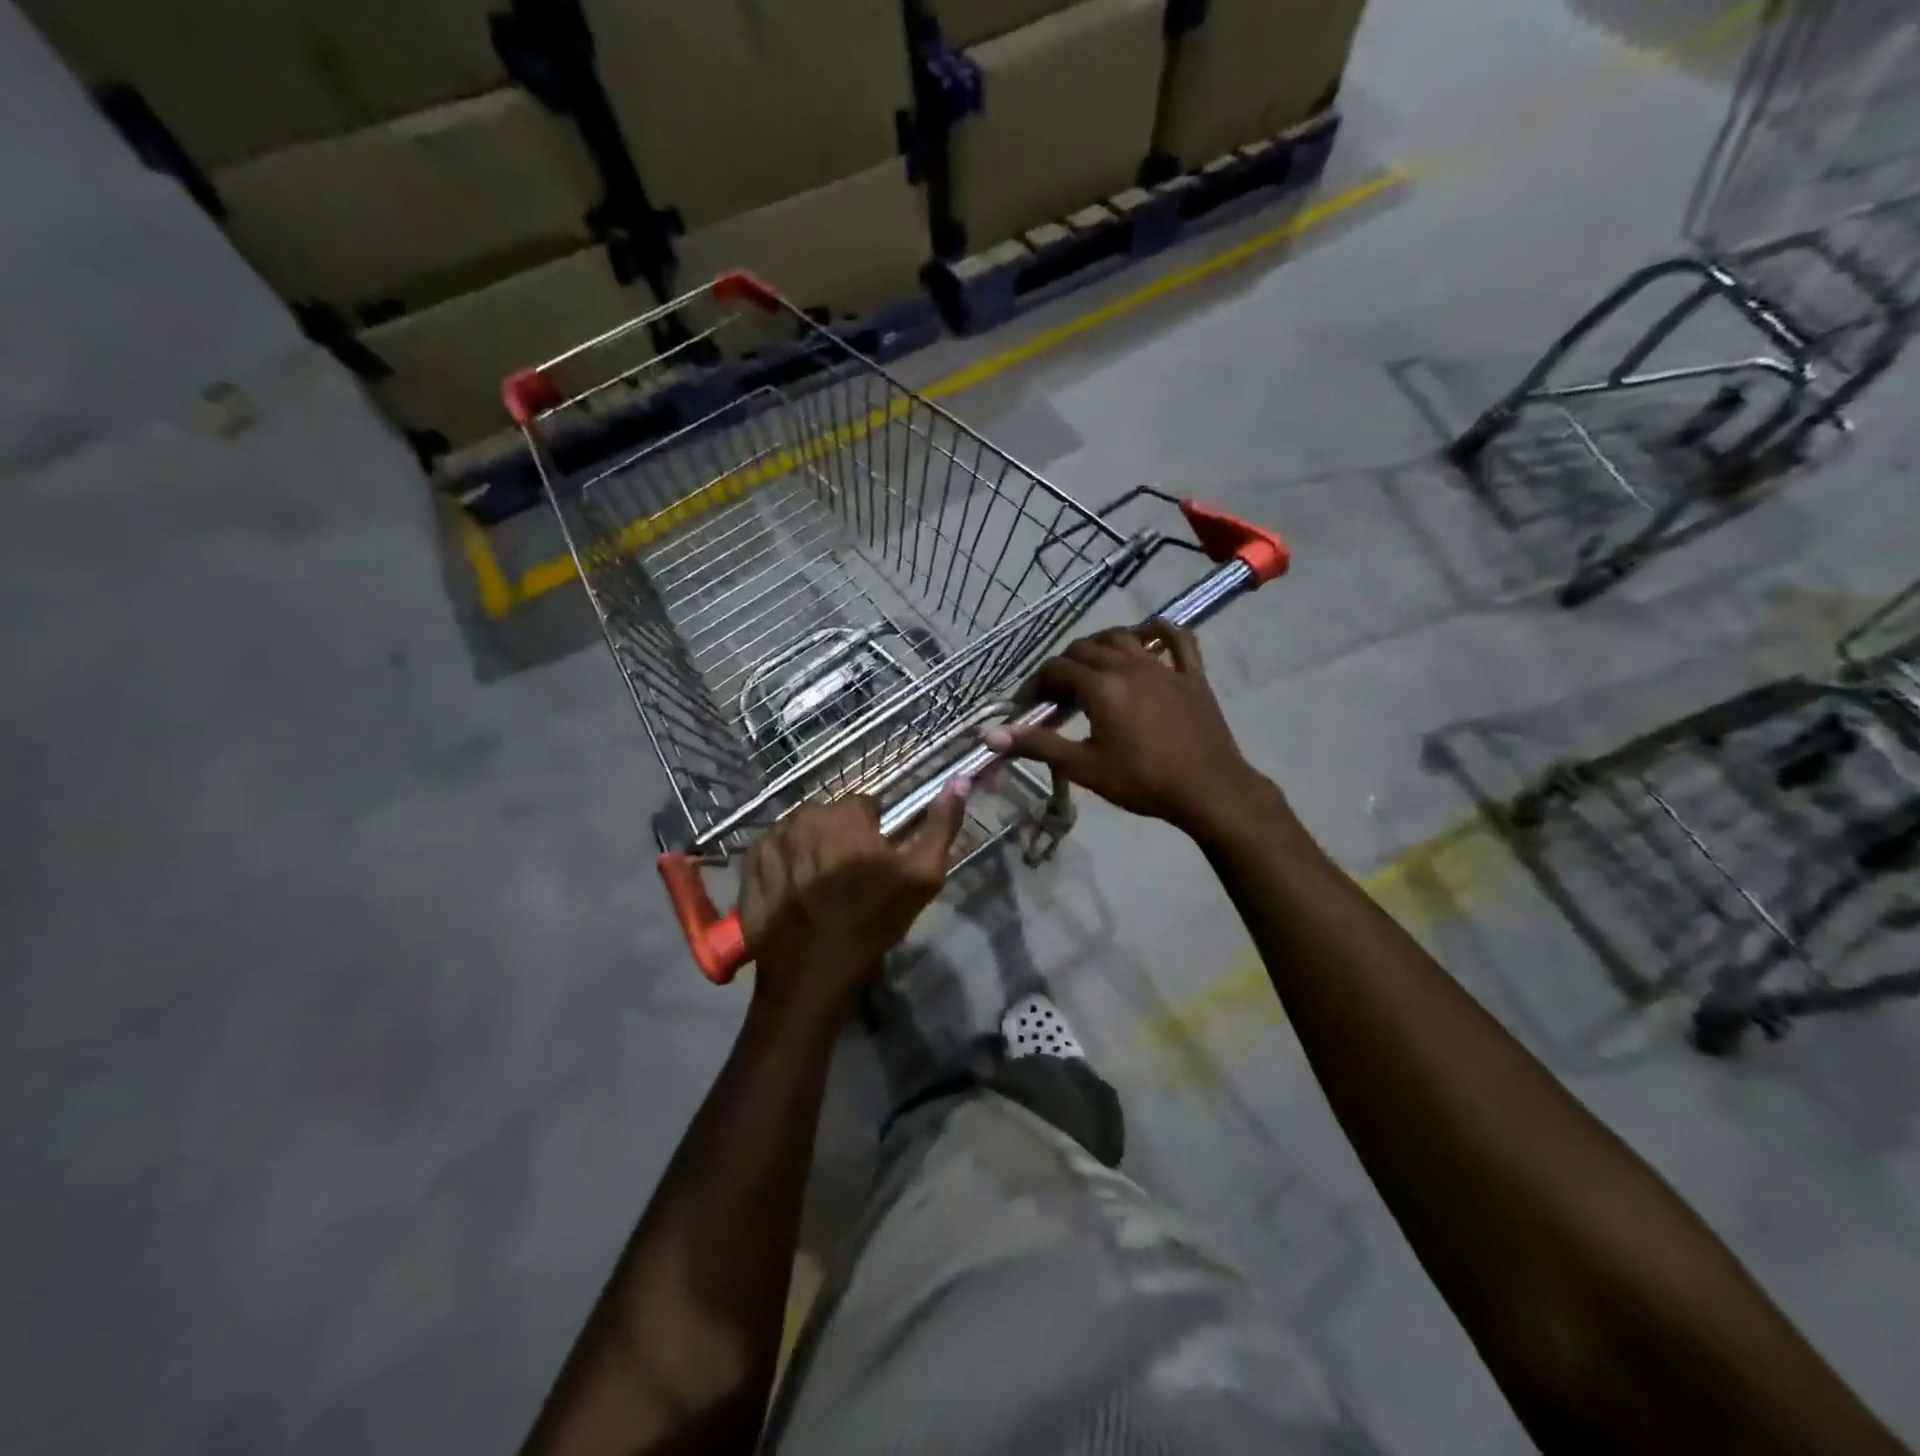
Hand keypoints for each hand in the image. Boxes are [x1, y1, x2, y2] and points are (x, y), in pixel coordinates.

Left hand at [740, 788, 967, 1019]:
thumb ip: (942, 825)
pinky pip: (770, 852)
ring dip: (810, 849)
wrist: (814, 973)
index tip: (876, 862)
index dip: (874, 832)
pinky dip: (782, 864)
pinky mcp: (748, 867)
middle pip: (829, 817)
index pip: (864, 806)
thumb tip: (959, 780)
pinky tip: (793, 892)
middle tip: (849, 878)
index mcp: (845, 814)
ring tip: (820, 888)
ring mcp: (770, 841)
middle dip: (839, 837)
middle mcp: (803, 817)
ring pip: (799, 832)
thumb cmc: (873, 921)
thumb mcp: (923, 876)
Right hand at [985, 623, 1275, 840]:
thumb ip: (1037, 745)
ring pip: (1123, 637)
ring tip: (1091, 668)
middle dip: (1064, 667)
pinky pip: (1177, 639)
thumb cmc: (1142, 781)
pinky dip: (1160, 631)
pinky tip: (1148, 635)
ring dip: (1100, 646)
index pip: (1056, 669)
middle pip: (1085, 649)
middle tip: (1057, 698)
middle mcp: (1129, 664)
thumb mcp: (1084, 767)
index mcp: (1101, 686)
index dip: (1035, 684)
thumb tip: (990, 735)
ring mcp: (1164, 666)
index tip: (1029, 707)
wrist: (1208, 790)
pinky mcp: (1192, 674)